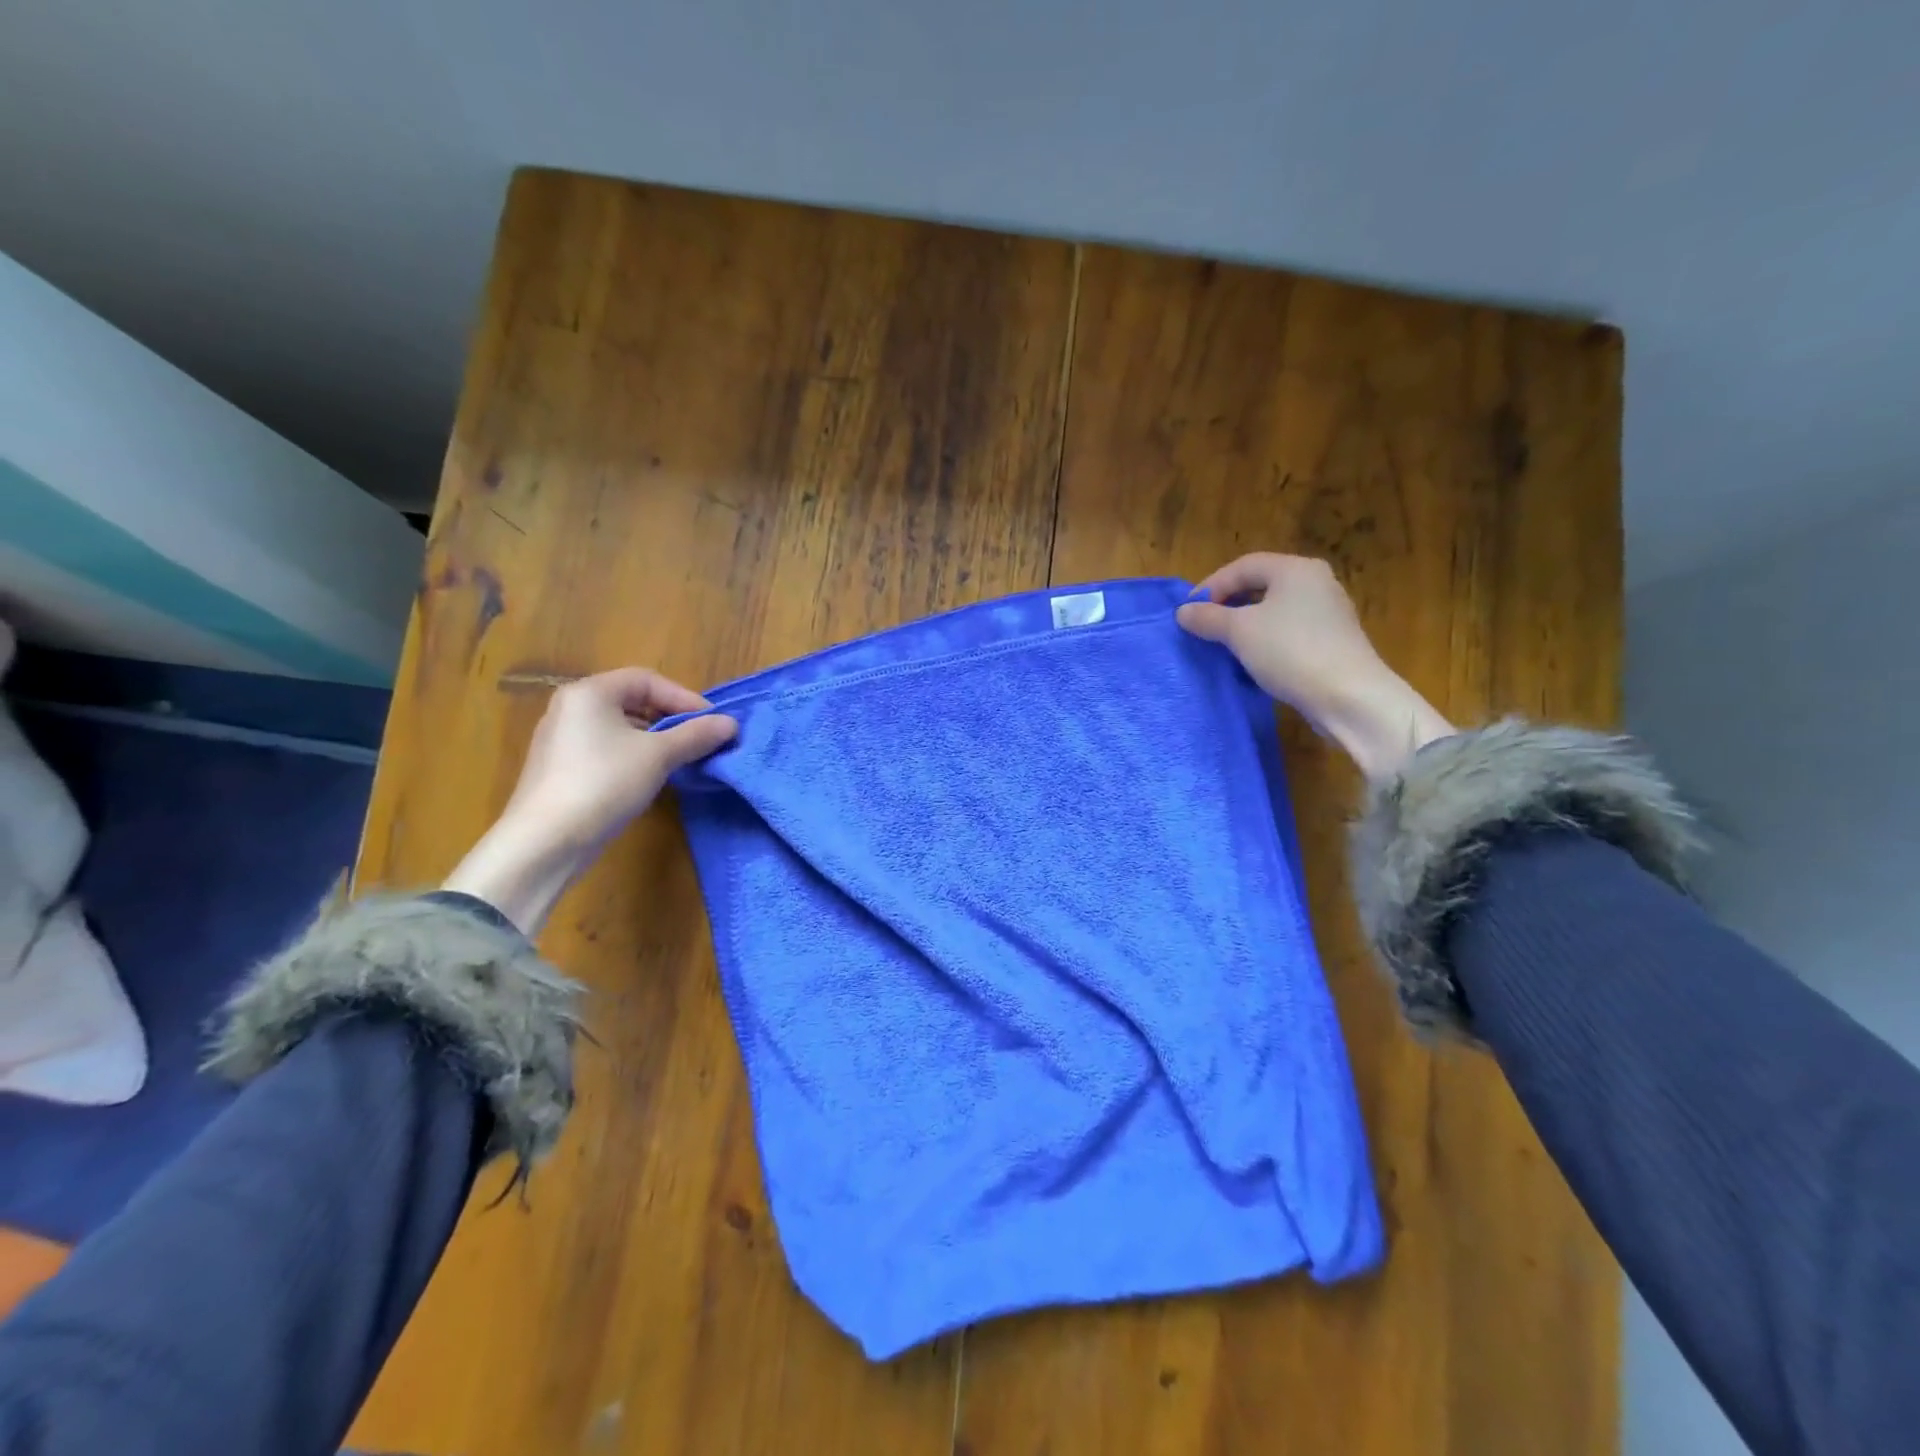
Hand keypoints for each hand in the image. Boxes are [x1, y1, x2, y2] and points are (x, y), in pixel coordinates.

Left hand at [443, 669, 736, 933]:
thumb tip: (731, 724)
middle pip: (632, 701)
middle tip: (700, 739)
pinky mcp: (560, 768)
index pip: (647, 680)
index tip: (712, 723)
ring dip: (655, 739)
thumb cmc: (604, 783)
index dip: (684, 698)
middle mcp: (570, 707)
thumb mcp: (658, 756)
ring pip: (620, 727)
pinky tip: (650, 778)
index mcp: (589, 692)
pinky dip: (633, 755)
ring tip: (682, 759)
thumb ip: (696, 735)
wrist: (546, 841)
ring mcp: (561, 739)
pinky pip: (605, 749)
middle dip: (671, 718)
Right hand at [1176, 553, 1452, 779]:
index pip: (1243, 566)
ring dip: (1245, 622)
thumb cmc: (1290, 651)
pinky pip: (1289, 629)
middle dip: (1228, 603)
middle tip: (1203, 625)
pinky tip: (1253, 658)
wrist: (1348, 696)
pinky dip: (1265, 637)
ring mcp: (1329, 611)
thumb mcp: (1239, 632)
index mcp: (1296, 569)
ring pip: (1275, 608)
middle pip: (1261, 584)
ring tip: (1222, 643)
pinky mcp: (1333, 639)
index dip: (1211, 585)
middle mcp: (1316, 582)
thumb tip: (1182, 612)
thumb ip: (1208, 618)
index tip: (1188, 611)